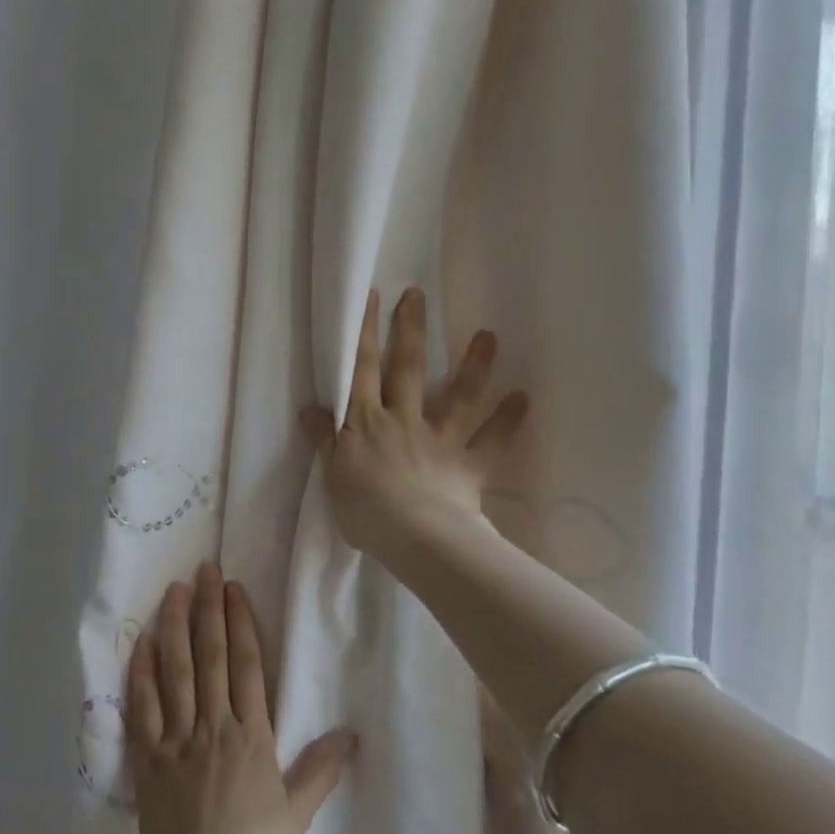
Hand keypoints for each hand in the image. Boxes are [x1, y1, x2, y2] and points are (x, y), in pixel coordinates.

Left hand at [127, 565, 356, 833]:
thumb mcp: (296, 813)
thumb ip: (321, 769)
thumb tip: (351, 734)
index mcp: (251, 735)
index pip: (247, 665)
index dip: (241, 622)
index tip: (234, 589)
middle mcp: (213, 724)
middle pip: (211, 655)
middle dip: (208, 608)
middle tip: (205, 569)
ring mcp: (177, 736)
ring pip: (176, 669)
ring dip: (175, 626)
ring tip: (174, 589)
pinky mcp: (148, 754)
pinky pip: (143, 705)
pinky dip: (141, 671)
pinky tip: (142, 641)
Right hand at [300, 287, 528, 561]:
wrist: (414, 537)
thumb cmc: (365, 509)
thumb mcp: (332, 474)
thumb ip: (325, 440)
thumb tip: (310, 408)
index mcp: (367, 423)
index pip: (362, 370)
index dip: (365, 333)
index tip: (371, 297)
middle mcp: (404, 420)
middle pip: (408, 369)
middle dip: (411, 330)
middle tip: (417, 295)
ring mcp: (439, 440)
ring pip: (458, 396)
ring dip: (474, 366)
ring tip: (487, 336)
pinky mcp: (467, 465)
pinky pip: (490, 441)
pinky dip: (507, 420)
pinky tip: (524, 398)